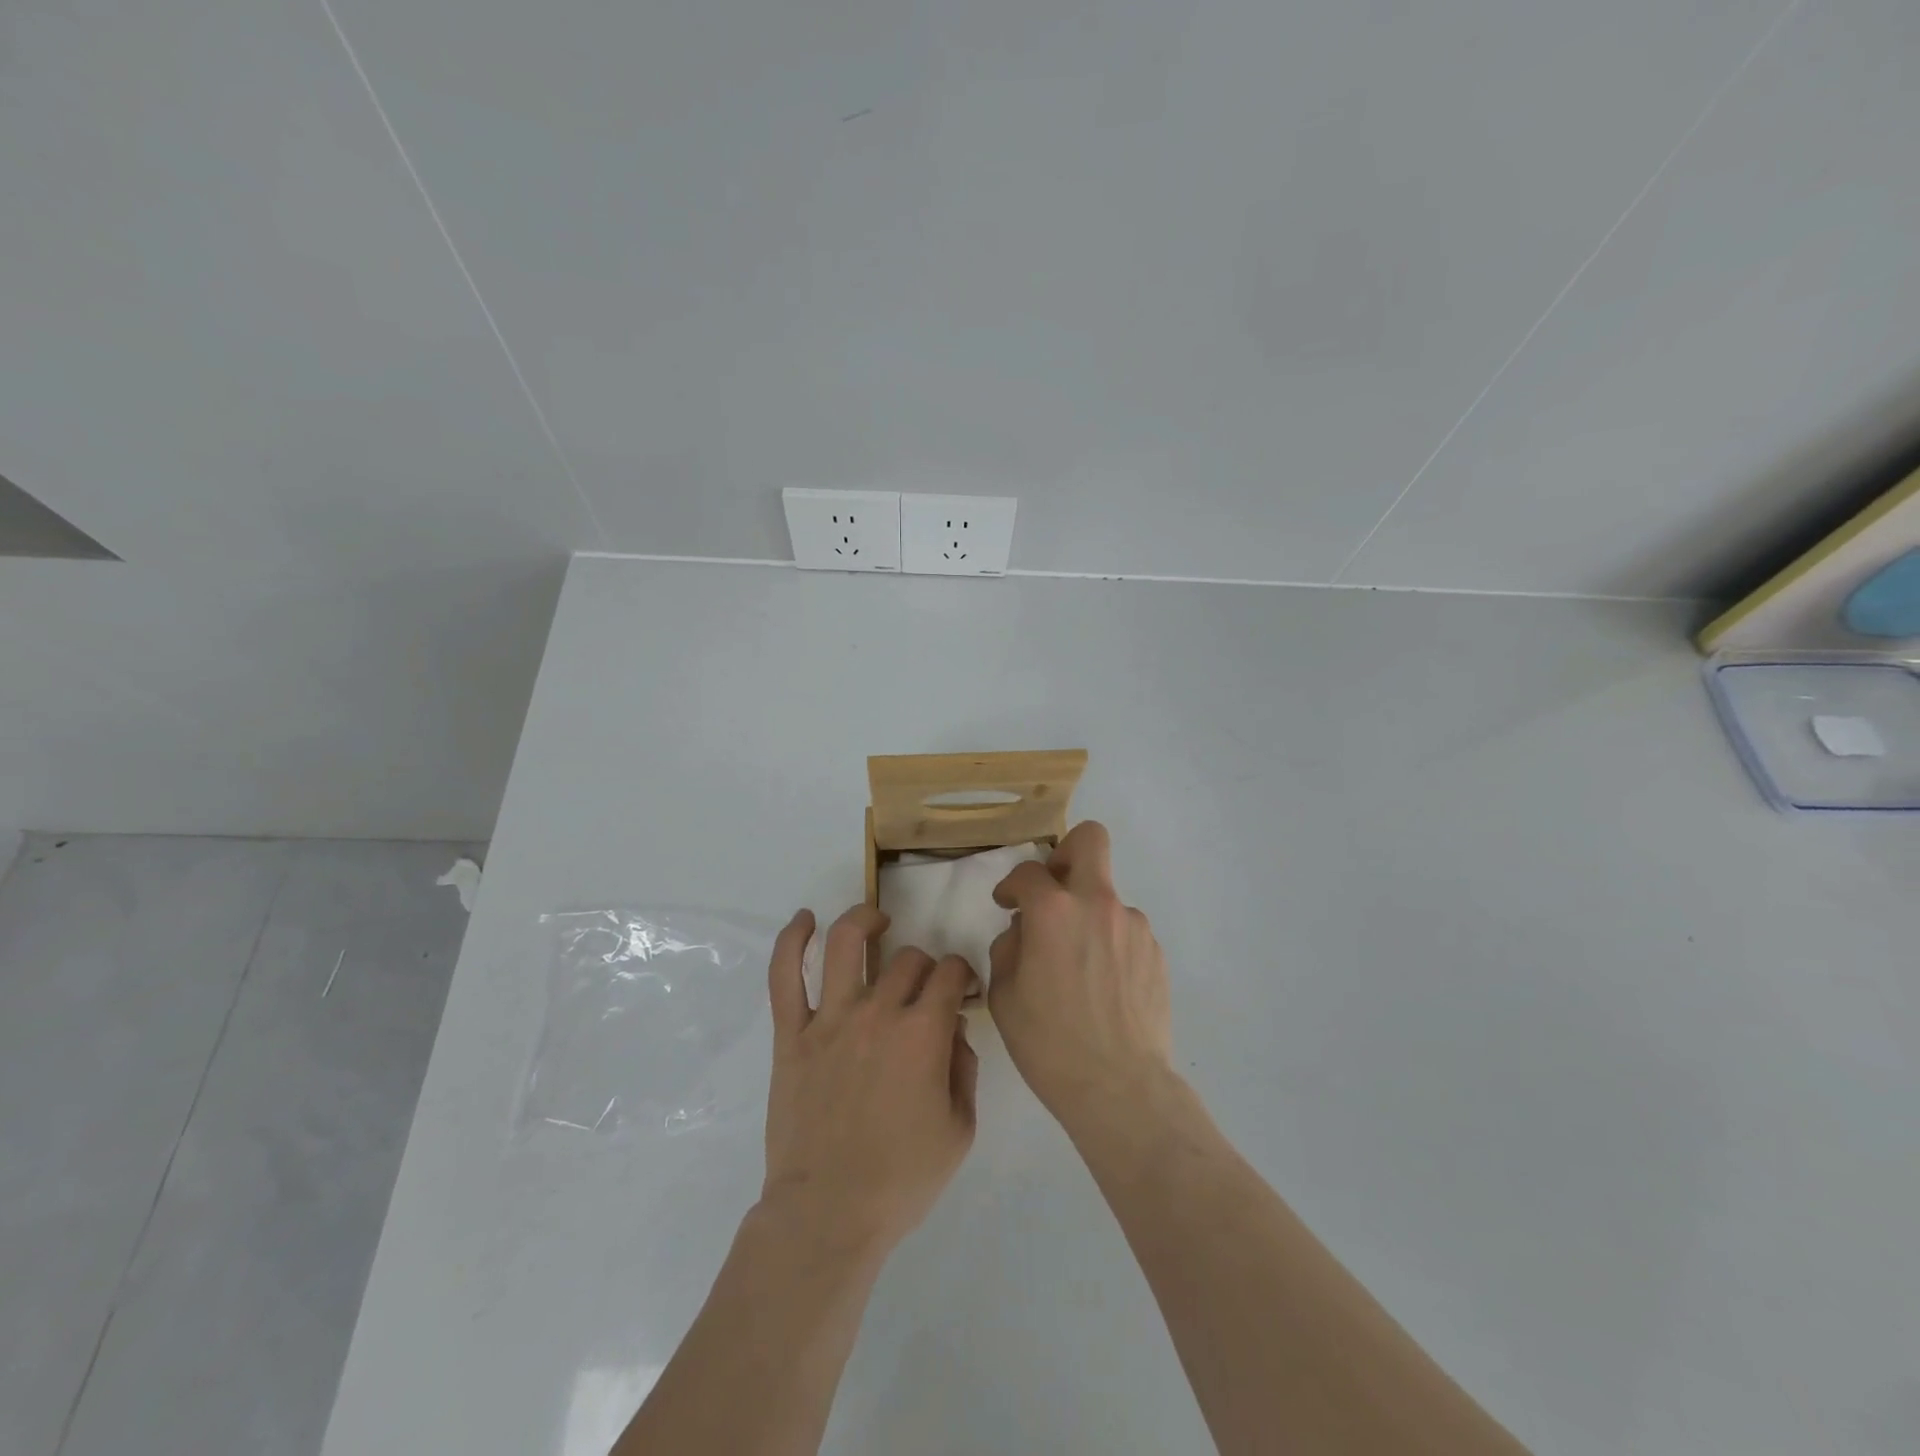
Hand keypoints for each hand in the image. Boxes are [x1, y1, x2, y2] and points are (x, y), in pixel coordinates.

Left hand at [761, 905, 978, 1259]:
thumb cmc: (901, 1180)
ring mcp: (829, 1019)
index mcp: (923, 1034)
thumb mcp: (959, 1130)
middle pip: (908, 959)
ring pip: (846, 943)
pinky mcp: (792, 1034)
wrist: (828, 1214)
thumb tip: (953, 1031)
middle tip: (924, 990)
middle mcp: (878, 1012)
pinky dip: (792, 940)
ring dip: (864, 921)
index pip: (950, 973)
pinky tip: (804, 920)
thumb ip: (964, 1069)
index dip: (962, 974)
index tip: (961, 990)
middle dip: (925, 966)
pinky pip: (784, 976)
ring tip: (876, 921)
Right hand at [989, 821, 1173, 1135]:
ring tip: (1078, 966)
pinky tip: (1103, 986)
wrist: (1119, 1087)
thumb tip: (1024, 930)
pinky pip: (1124, 932)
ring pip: (1106, 897)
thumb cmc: (1049, 1042)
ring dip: (1088, 916)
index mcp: (1054, 910)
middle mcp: (1098, 903)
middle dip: (1066, 852)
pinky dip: (1109, 945)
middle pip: (1090, 840)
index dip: (1011, 885)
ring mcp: (1133, 925)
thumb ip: (1008, 946)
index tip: (1007, 903)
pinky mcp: (1155, 951)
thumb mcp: (1004, 994)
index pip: (1027, 872)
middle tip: (1054, 890)